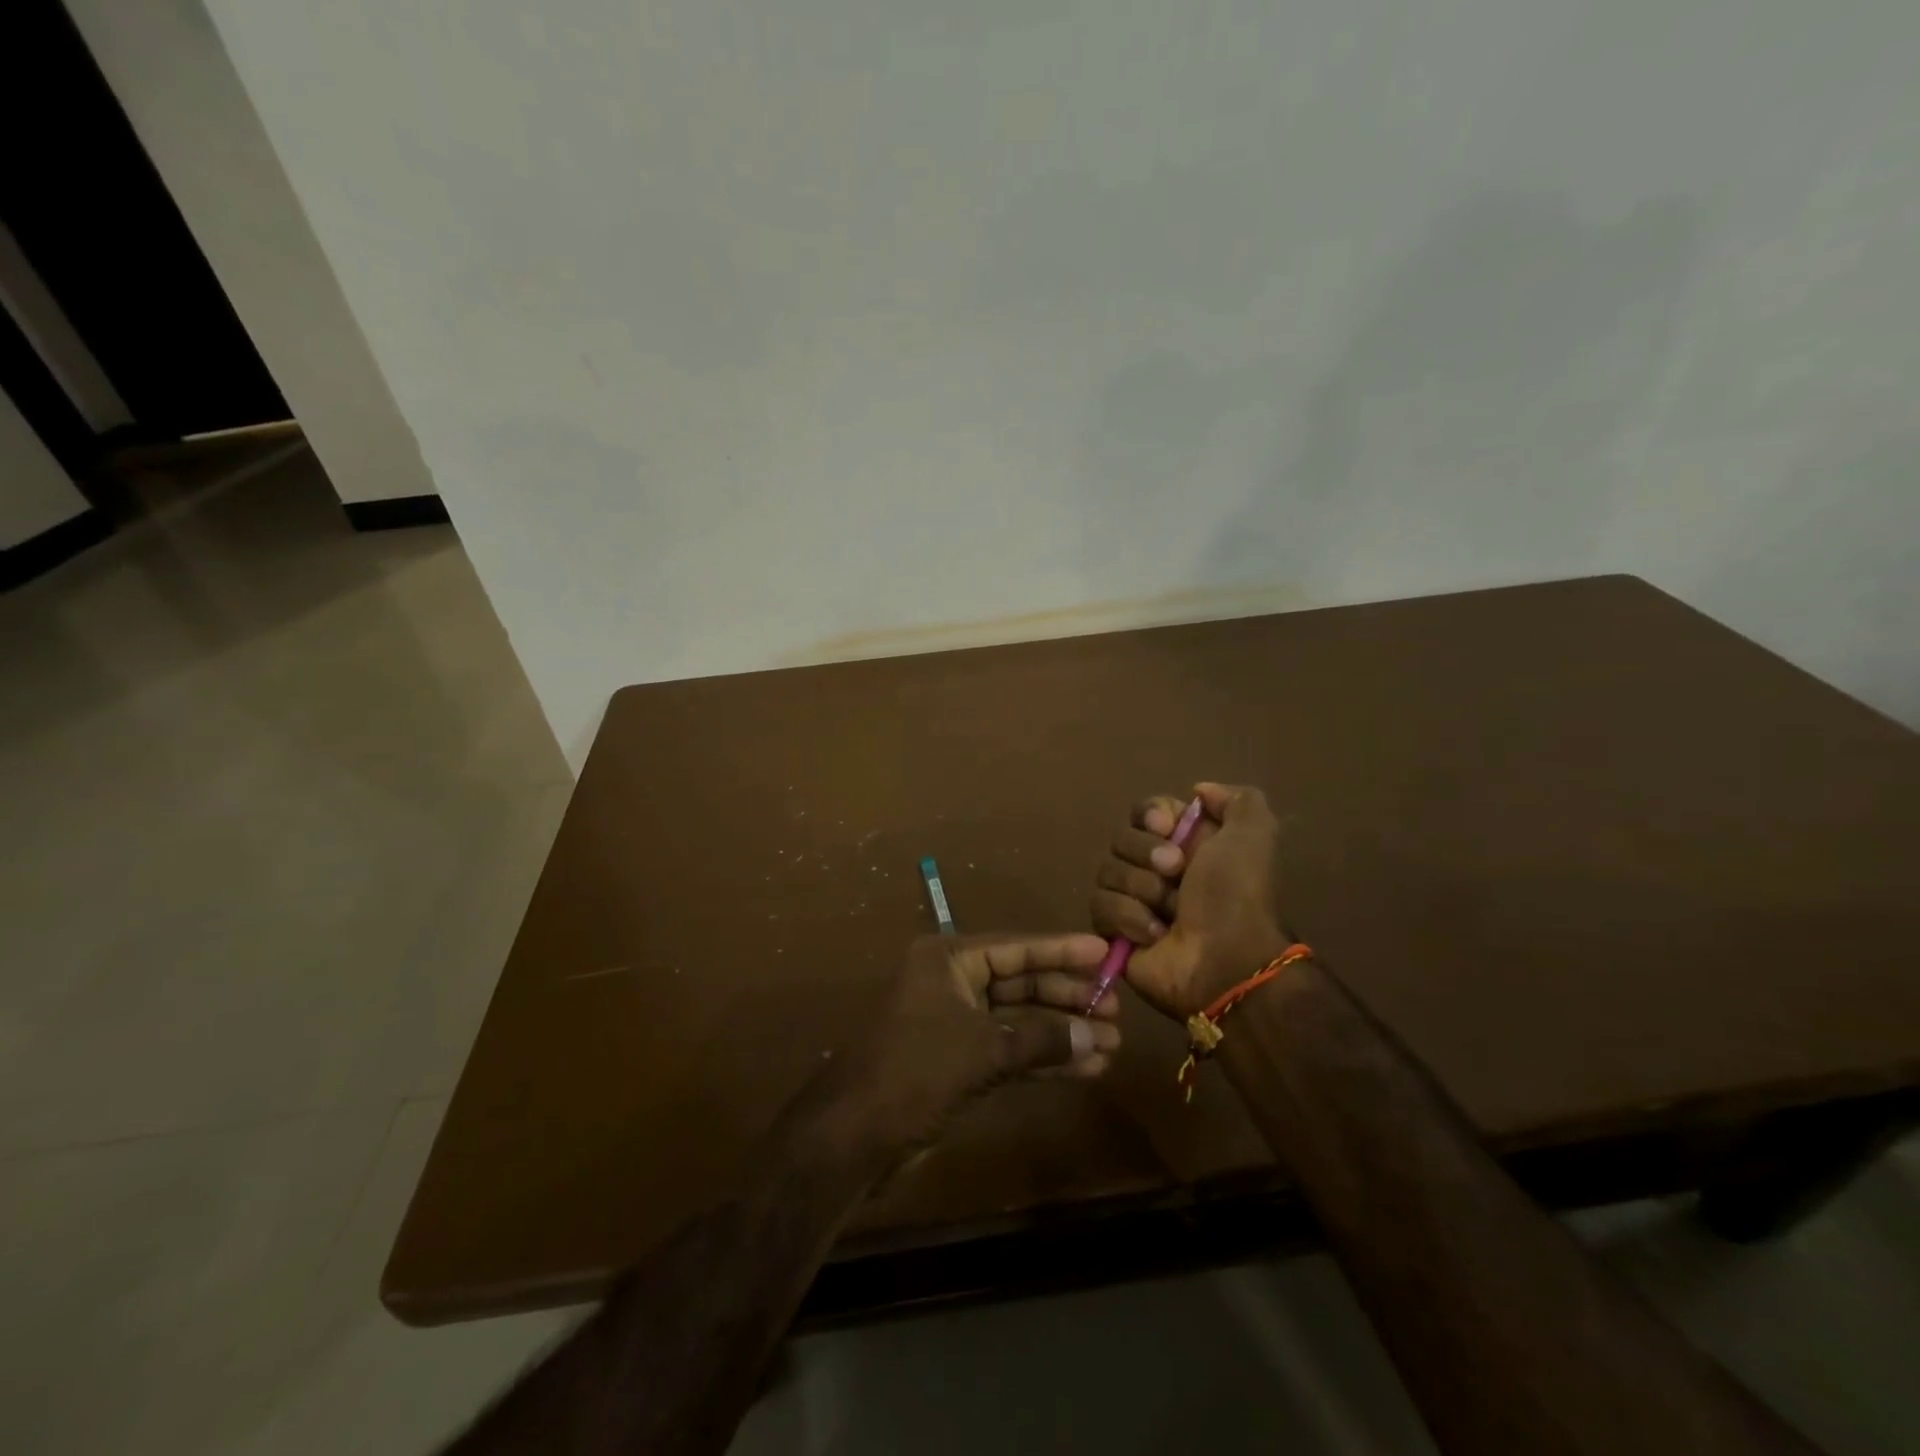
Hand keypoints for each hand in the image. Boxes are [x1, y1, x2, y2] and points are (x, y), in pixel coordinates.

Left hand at [841, 932, 1119, 1154]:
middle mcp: (951, 983)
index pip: (1016, 947)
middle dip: (1066, 997)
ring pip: (1018, 1020)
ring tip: (1111, 1043)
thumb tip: (1096, 1037)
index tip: (1103, 951)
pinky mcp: (957, 1062)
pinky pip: (1009, 1051)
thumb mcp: (983, 1049)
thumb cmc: (915, 1071)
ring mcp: (954, 1024)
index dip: (1061, 950)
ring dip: (1061, 1032)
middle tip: (1115, 1007)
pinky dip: (1042, 1060)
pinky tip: (1084, 1070)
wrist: (853, 1136)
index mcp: (947, 960)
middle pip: (1020, 982)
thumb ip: (1041, 1039)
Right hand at [1090, 782, 1290, 1019]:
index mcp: (1187, 843)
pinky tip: (1154, 935)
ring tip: (1168, 913)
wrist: (1226, 962)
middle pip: (1121, 838)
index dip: (1151, 815)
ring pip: (1107, 871)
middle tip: (1176, 873)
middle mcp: (1158, 868)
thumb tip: (1199, 791)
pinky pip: (1099, 907)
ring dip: (1141, 890)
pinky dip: (1128, 918)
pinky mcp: (1115, 931)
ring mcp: (1134, 900)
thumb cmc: (1237, 895)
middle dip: (1146, 853)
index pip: (1145, 810)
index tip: (1167, 827)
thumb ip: (1237, 799)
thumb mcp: (1254, 834)